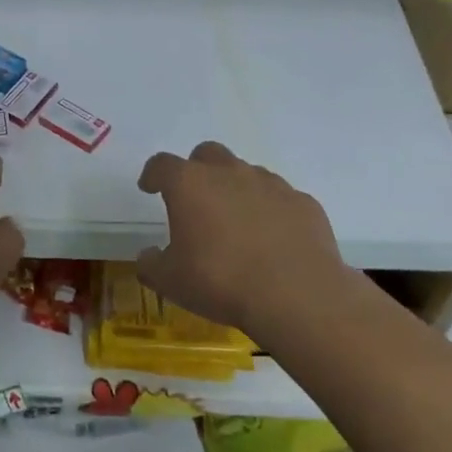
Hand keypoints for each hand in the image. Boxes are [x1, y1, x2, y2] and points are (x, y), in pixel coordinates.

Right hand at [135, 141, 345, 338]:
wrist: (297, 296)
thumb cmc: (221, 281)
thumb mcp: (171, 281)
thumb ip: (151, 265)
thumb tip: (147, 255)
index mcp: (190, 184)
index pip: (162, 164)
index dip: (153, 174)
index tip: (149, 187)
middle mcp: (229, 173)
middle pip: (208, 154)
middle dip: (197, 170)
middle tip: (195, 200)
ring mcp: (271, 184)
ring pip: (247, 173)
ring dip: (236, 189)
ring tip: (236, 223)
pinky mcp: (303, 203)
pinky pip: (280, 198)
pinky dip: (271, 211)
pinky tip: (273, 239)